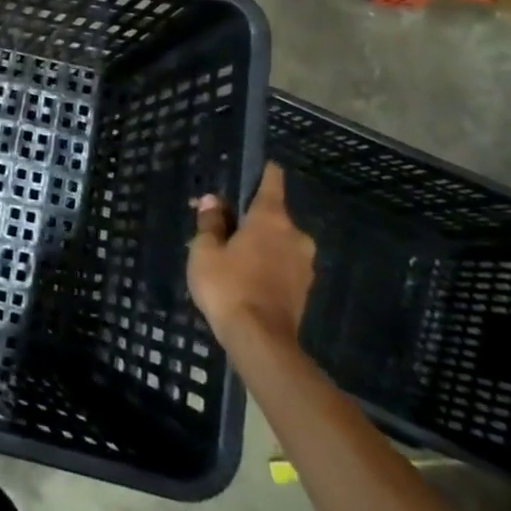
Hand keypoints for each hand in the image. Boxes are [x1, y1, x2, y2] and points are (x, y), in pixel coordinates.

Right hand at [188, 163, 315, 348]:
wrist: (261, 341)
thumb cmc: (228, 286)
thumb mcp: (205, 250)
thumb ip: (210, 223)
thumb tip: (212, 201)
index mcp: (271, 219)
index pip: (272, 182)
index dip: (263, 172)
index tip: (253, 168)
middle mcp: (295, 236)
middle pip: (273, 215)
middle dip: (251, 218)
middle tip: (223, 227)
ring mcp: (305, 264)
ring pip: (279, 241)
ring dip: (260, 243)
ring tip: (232, 256)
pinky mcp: (305, 289)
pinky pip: (283, 264)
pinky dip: (268, 264)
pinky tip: (246, 277)